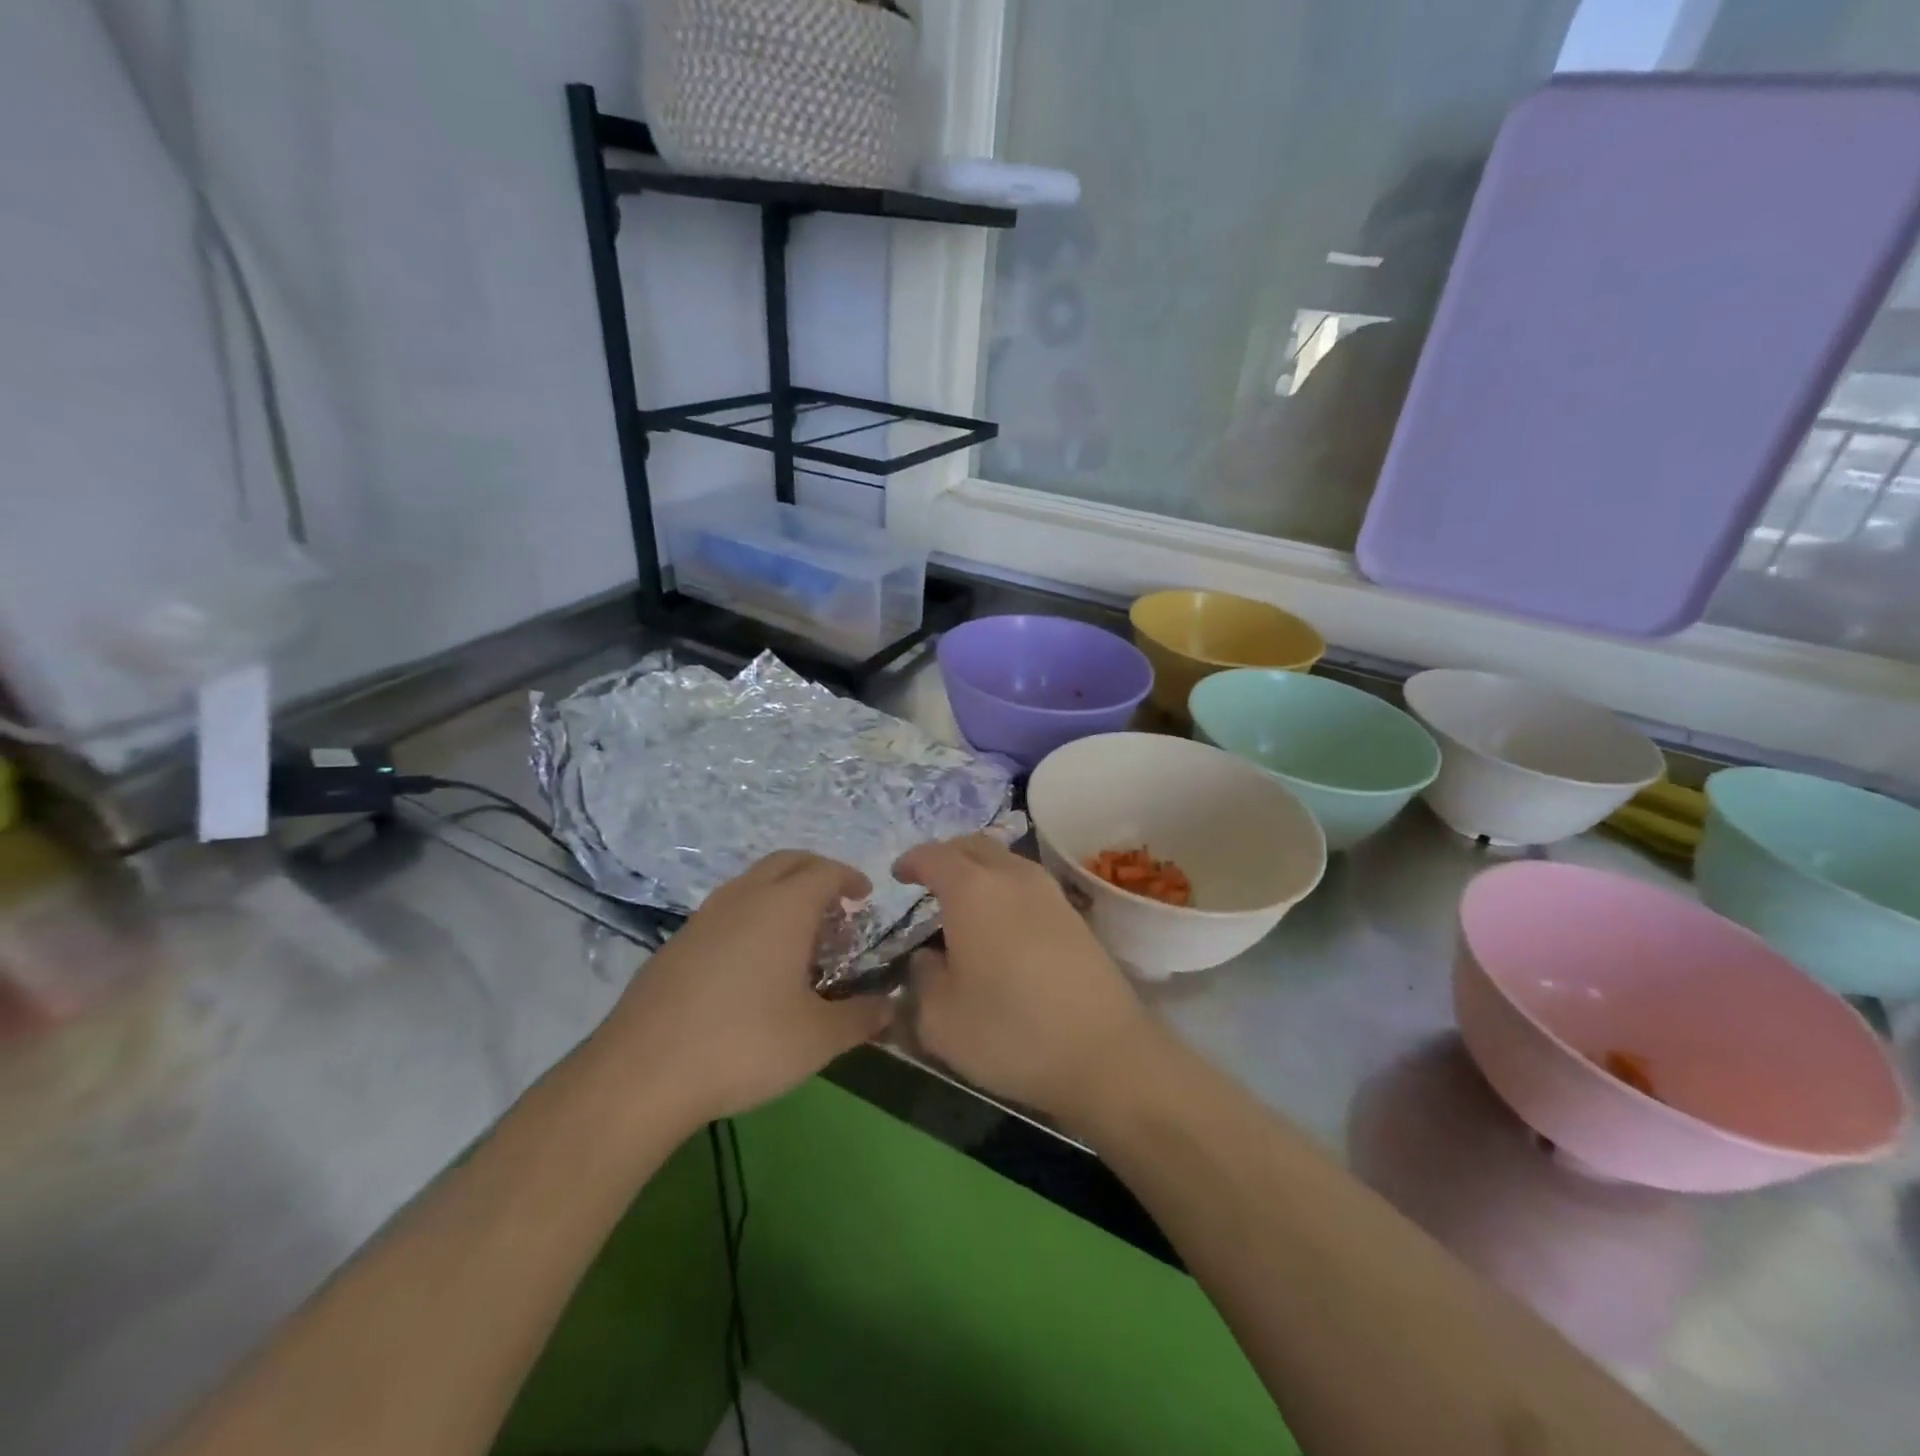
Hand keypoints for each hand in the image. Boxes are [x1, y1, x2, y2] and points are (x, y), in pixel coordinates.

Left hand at [597, 851, 891, 1127]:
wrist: (642, 1072)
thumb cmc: (744, 1044)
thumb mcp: (818, 1038)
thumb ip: (862, 1017)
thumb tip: (892, 1005)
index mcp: (784, 907)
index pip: (826, 871)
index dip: (851, 878)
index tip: (866, 898)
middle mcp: (745, 896)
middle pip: (788, 862)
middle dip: (818, 873)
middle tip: (838, 905)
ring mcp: (705, 916)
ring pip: (754, 882)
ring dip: (783, 892)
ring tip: (799, 934)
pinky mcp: (678, 941)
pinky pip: (729, 907)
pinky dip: (754, 913)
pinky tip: (754, 962)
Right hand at [893, 835, 1162, 1127]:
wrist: (1105, 1053)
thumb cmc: (1011, 1032)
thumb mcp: (940, 1019)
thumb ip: (922, 978)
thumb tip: (928, 958)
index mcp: (972, 890)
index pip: (933, 856)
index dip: (911, 862)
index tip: (898, 875)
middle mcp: (1012, 877)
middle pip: (973, 845)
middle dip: (946, 856)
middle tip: (928, 882)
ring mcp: (1049, 892)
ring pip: (1005, 860)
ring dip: (979, 870)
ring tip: (963, 903)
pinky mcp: (1074, 915)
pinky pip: (1027, 883)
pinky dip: (1004, 888)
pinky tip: (1000, 924)